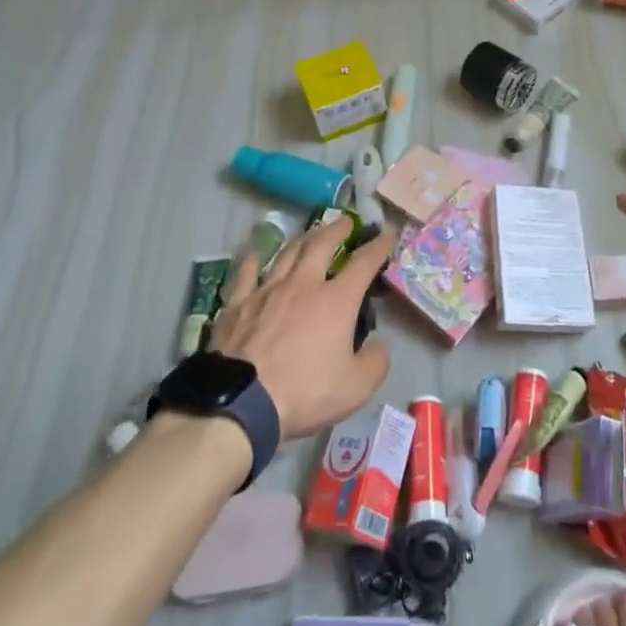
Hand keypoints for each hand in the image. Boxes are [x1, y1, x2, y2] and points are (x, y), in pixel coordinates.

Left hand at [208, 216, 392, 439]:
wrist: (241, 403)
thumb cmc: (305, 393)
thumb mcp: (356, 388)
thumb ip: (375, 362)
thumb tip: (380, 345)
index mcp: (336, 300)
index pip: (364, 263)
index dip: (378, 246)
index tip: (388, 234)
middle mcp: (303, 284)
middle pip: (321, 244)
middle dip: (337, 229)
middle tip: (345, 222)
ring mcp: (267, 291)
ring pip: (287, 253)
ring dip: (302, 239)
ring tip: (310, 234)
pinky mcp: (237, 305)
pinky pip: (246, 275)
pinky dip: (252, 262)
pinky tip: (254, 255)